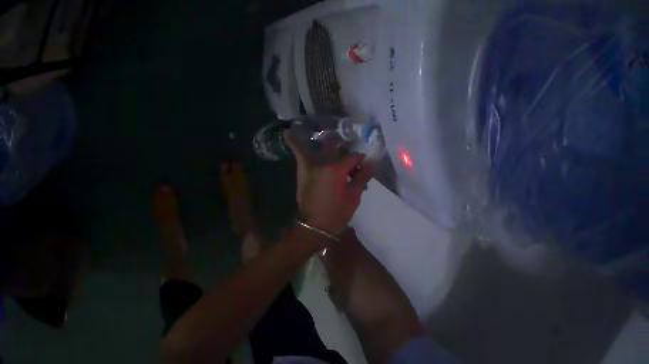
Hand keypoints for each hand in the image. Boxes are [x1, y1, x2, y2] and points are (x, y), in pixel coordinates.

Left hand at [284, 130, 374, 235]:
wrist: (315, 227)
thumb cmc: (337, 213)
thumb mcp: (354, 196)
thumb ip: (362, 177)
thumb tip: (372, 162)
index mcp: (336, 170)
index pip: (353, 157)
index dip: (361, 162)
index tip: (364, 169)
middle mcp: (322, 163)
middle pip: (338, 151)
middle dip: (347, 154)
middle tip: (352, 163)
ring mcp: (310, 166)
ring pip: (320, 148)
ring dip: (327, 143)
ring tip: (334, 139)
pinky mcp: (302, 172)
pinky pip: (299, 154)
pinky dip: (294, 144)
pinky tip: (288, 133)